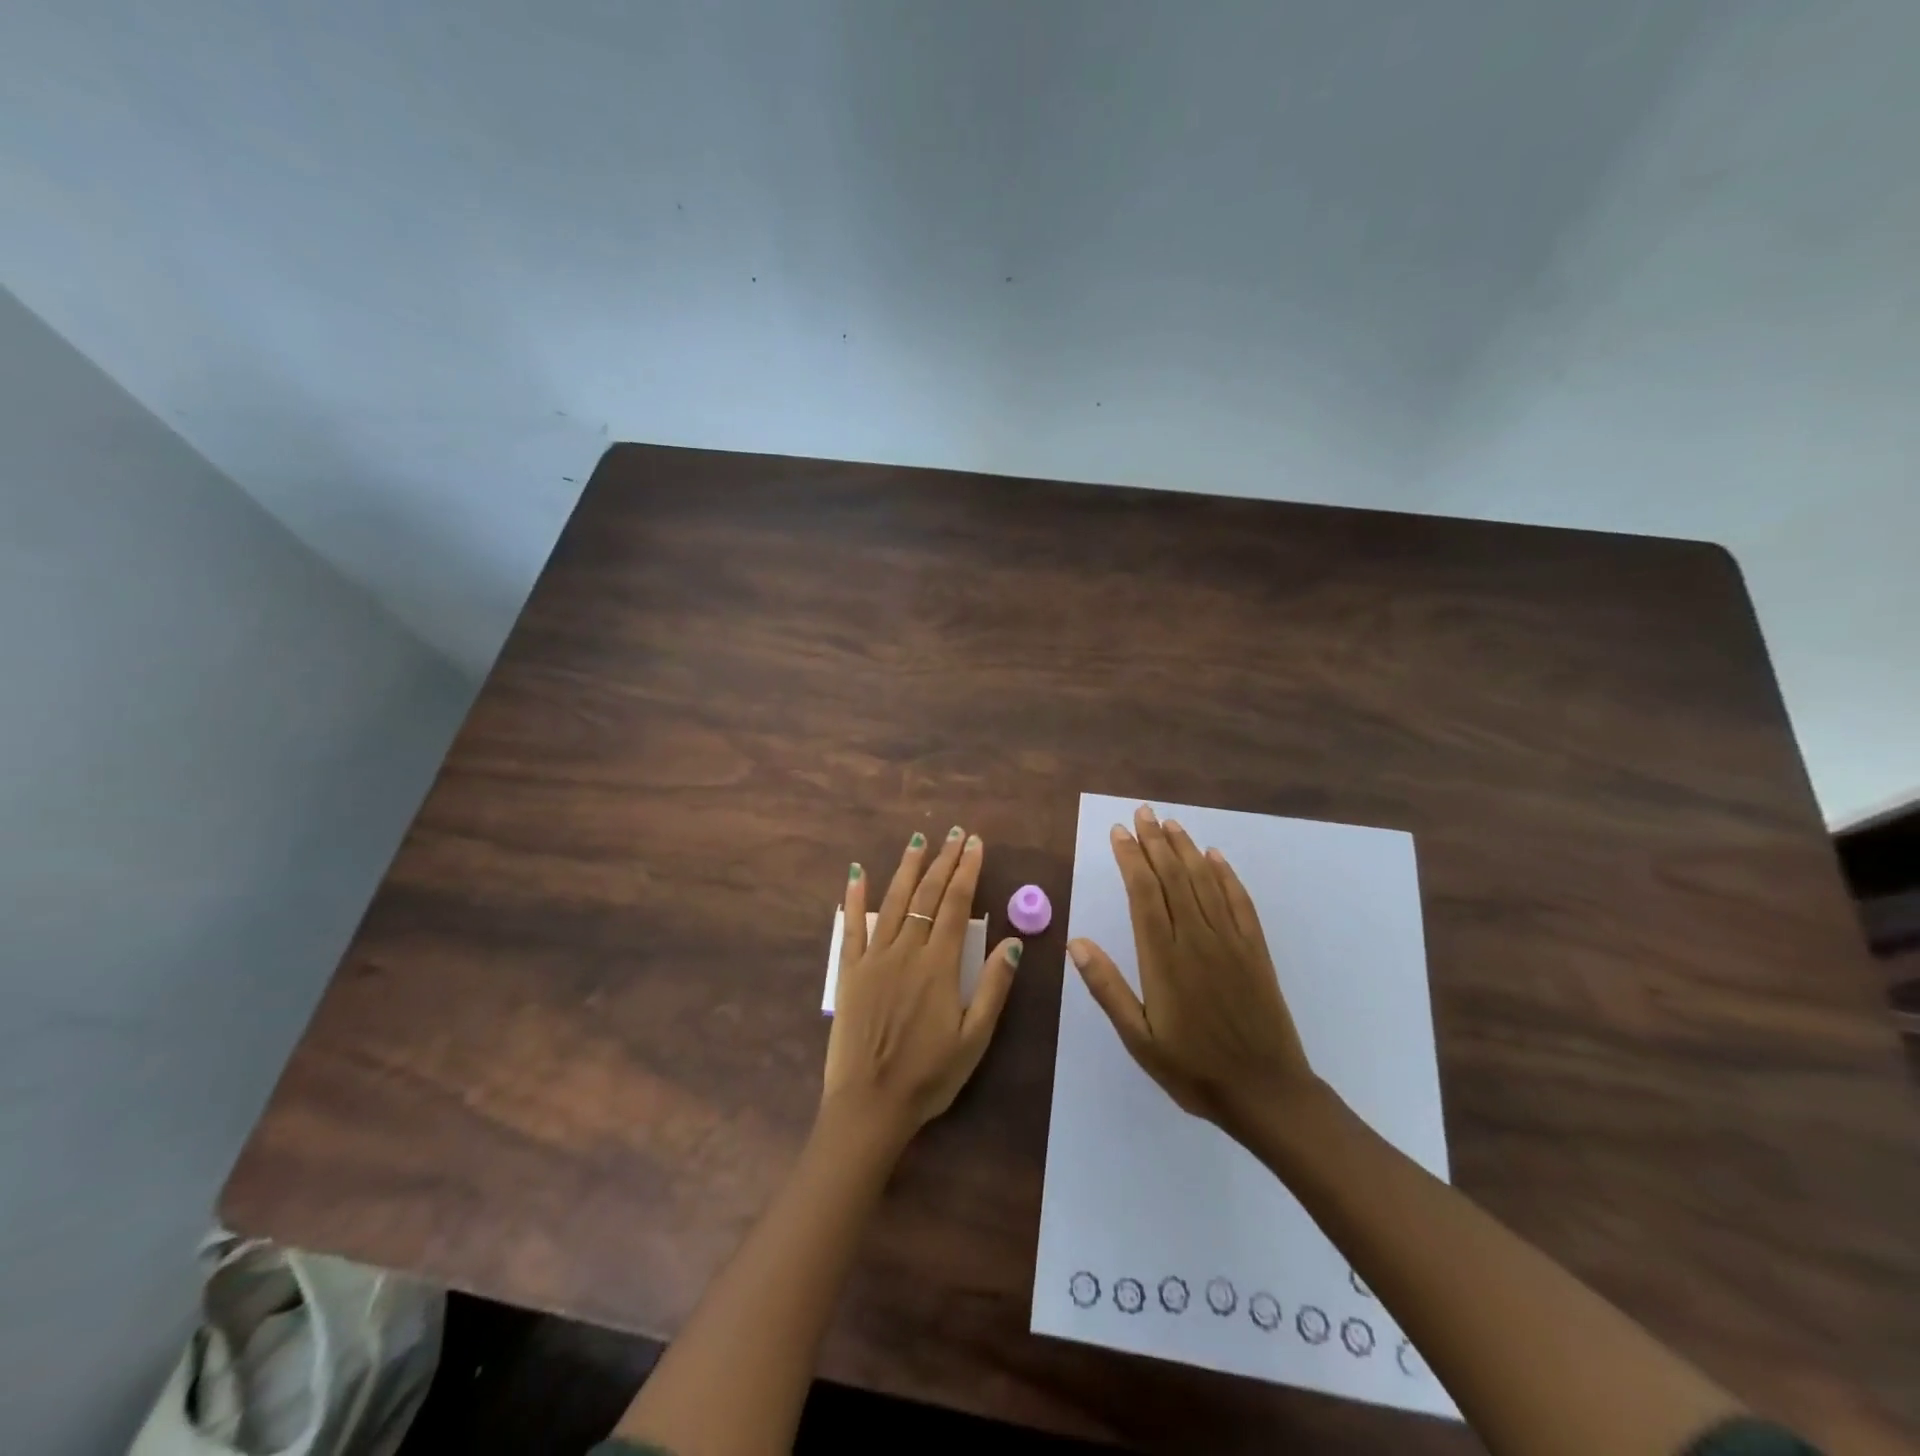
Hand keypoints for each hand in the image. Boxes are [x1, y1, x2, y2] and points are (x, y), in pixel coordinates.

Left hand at [823, 825, 1020, 1140]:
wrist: (870, 1105)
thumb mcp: (975, 1038)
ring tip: (918, 840)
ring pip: (892, 902)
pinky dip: (854, 898)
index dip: (967, 871)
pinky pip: (850, 927)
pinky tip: (856, 873)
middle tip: (954, 832)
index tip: (975, 845)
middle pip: (926, 895)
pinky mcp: (849, 972)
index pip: (955, 905)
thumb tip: (1013, 940)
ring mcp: (874, 958)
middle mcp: (906, 951)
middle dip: (943, 861)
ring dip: (907, 868)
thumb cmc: (929, 1076)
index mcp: (939, 966)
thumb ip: (994, 986)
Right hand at [1068, 803, 1316, 1135]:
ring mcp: (1230, 942)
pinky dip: (1227, 875)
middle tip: (1141, 812)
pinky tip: (1215, 857)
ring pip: (1204, 882)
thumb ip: (1108, 988)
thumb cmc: (1193, 1069)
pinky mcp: (1255, 950)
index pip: (1144, 893)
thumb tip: (1076, 942)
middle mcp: (1197, 939)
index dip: (1130, 858)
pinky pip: (1239, 901)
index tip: (1119, 832)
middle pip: (1173, 878)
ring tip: (1170, 824)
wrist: (1267, 1093)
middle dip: (1155, 842)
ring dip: (1186, 849)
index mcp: (1164, 959)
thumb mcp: (1139, 1039)